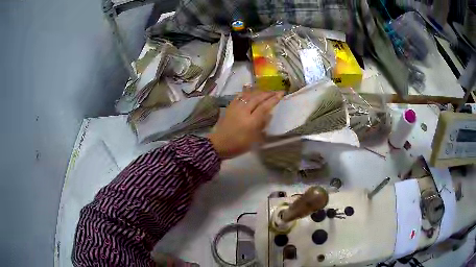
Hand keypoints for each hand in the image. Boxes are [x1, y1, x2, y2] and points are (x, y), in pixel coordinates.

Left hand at [208, 90, 283, 158]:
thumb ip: (262, 125)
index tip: (282, 94)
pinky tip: (251, 91)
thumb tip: (269, 114)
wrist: (219, 144)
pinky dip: (247, 92)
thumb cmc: (239, 145)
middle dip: (268, 93)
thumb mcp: (254, 139)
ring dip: (259, 91)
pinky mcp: (230, 106)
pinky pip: (240, 96)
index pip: (265, 106)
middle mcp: (244, 111)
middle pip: (258, 98)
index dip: (274, 99)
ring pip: (249, 95)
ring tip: (267, 91)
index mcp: (251, 121)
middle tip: (277, 91)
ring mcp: (236, 107)